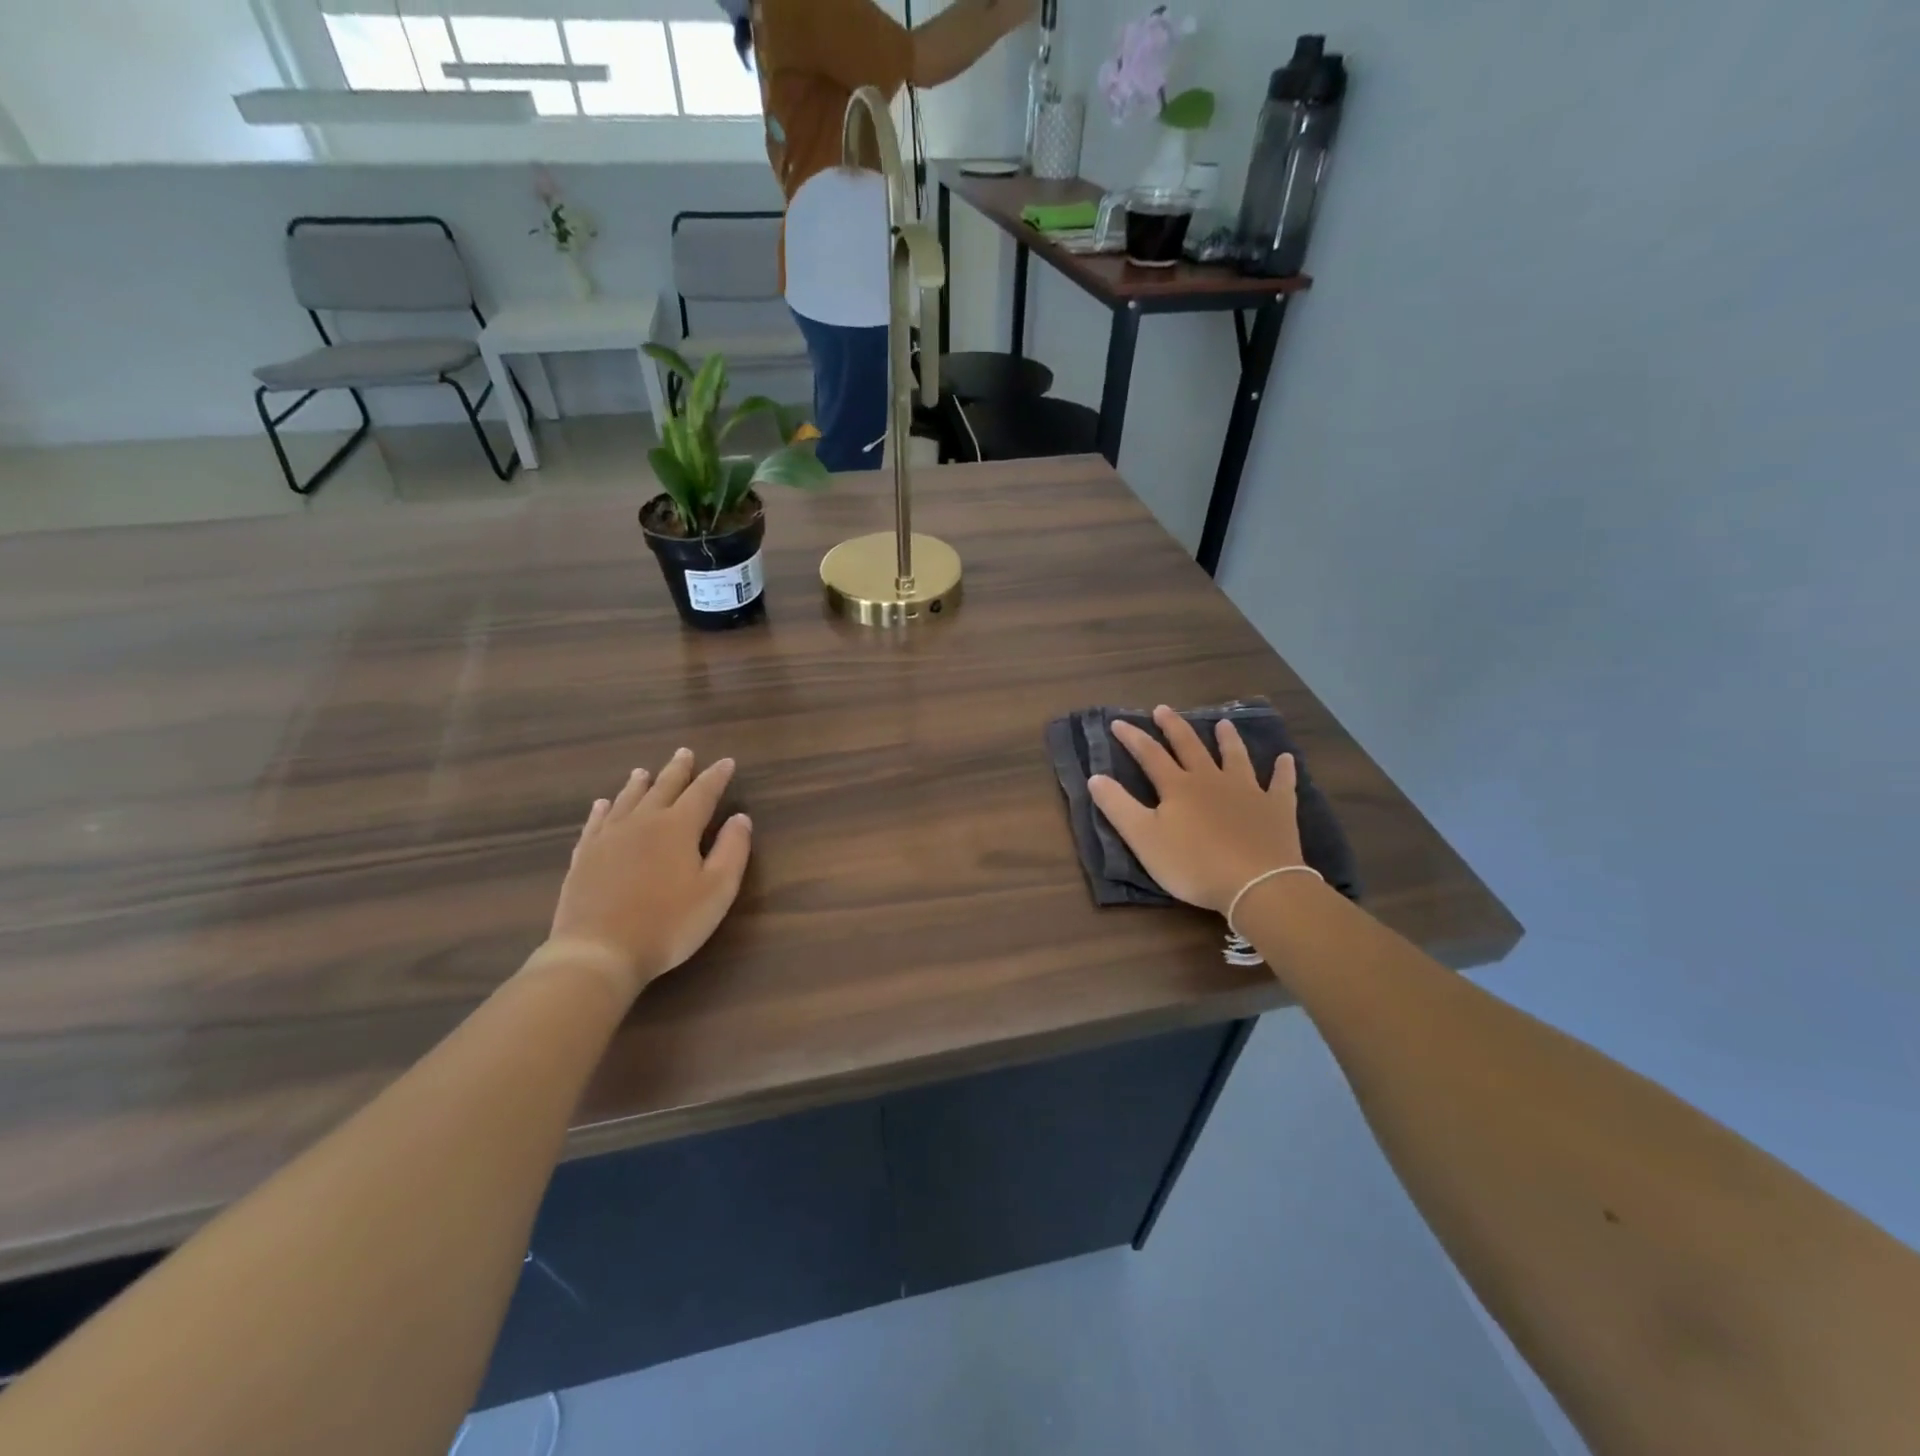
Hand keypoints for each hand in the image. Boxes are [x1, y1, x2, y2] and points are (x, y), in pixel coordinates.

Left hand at [545, 749, 752, 995]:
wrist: (598, 951)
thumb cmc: (668, 923)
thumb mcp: (717, 890)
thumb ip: (732, 850)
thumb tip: (740, 818)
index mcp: (678, 827)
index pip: (703, 792)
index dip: (716, 776)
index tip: (727, 762)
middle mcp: (642, 822)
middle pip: (663, 787)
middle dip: (677, 770)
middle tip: (684, 752)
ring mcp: (608, 838)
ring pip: (627, 800)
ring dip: (639, 784)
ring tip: (644, 771)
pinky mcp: (584, 857)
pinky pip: (596, 823)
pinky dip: (603, 809)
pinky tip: (603, 804)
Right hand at [1088, 706, 1304, 913]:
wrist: (1256, 884)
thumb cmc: (1193, 864)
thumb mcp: (1144, 839)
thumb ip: (1118, 807)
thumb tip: (1095, 776)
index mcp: (1178, 787)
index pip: (1149, 755)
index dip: (1132, 738)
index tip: (1118, 722)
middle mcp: (1211, 780)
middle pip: (1190, 747)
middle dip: (1174, 727)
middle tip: (1163, 709)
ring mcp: (1247, 791)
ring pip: (1235, 757)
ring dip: (1228, 740)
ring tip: (1223, 724)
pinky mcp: (1276, 808)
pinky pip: (1281, 784)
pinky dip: (1283, 770)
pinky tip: (1286, 759)